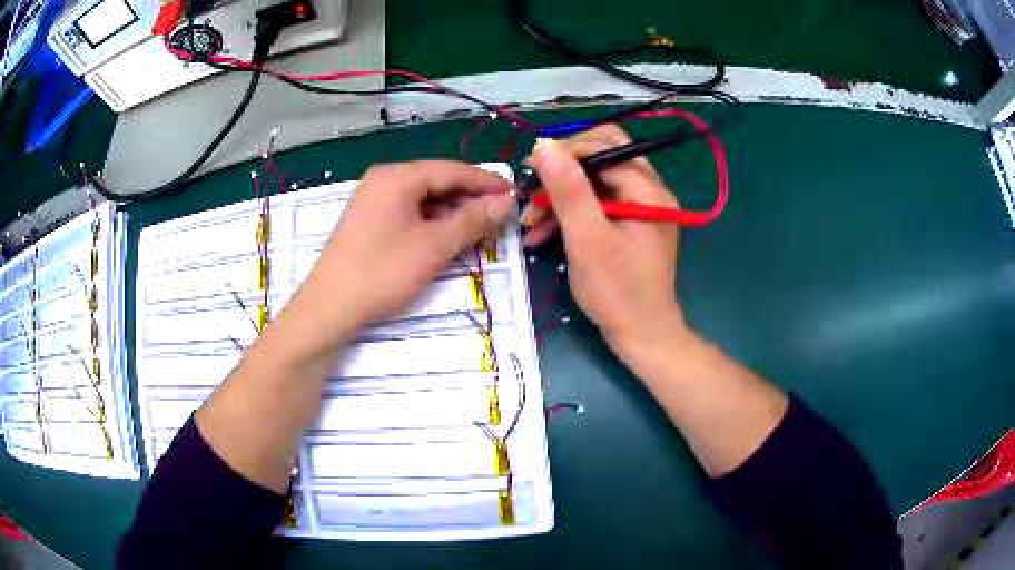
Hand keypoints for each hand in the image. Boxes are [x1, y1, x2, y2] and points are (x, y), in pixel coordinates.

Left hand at [279, 161, 514, 353]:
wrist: (329, 308)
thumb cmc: (382, 272)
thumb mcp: (434, 246)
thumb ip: (473, 220)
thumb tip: (508, 202)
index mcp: (398, 176)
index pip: (453, 170)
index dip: (487, 182)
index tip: (516, 195)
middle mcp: (384, 180)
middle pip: (437, 182)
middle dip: (470, 199)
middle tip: (501, 217)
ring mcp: (373, 202)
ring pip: (424, 200)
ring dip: (452, 214)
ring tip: (480, 230)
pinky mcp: (368, 223)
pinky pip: (409, 214)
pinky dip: (432, 224)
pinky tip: (447, 239)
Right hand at [521, 125, 690, 364]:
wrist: (642, 336)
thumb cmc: (617, 292)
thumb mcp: (588, 239)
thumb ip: (568, 189)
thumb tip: (544, 145)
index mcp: (647, 189)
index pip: (604, 146)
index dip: (565, 153)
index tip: (530, 172)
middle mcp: (649, 191)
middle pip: (600, 160)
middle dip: (561, 174)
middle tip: (531, 192)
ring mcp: (640, 208)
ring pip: (594, 184)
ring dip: (560, 197)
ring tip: (528, 222)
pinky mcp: (630, 226)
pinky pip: (597, 206)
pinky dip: (570, 215)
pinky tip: (541, 234)